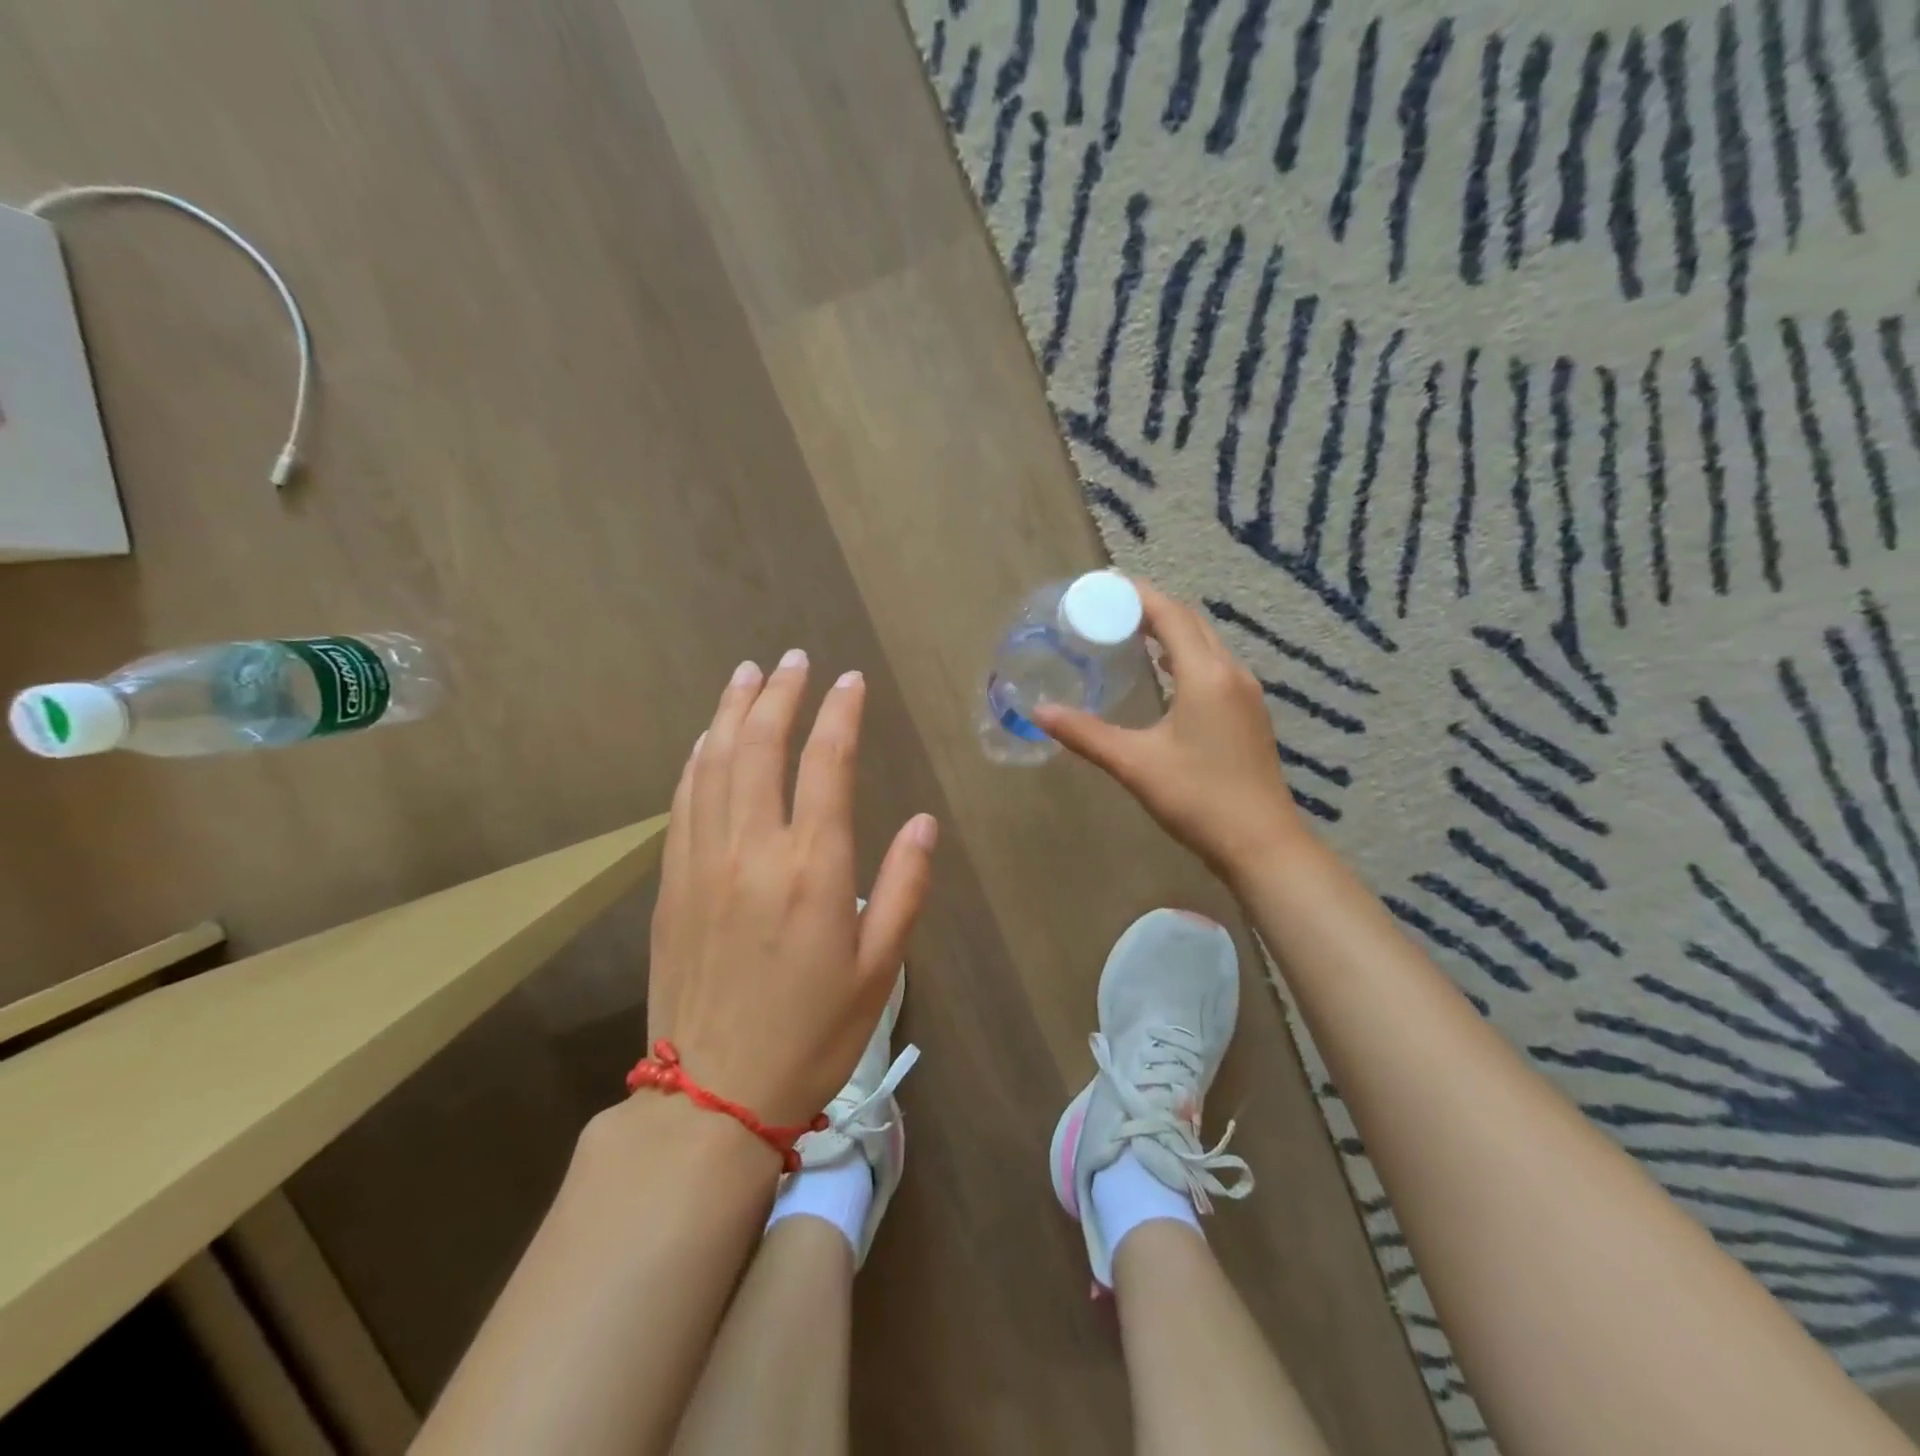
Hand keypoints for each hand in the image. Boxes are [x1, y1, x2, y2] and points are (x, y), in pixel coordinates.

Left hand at [647, 652, 937, 1130]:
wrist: (713, 1095)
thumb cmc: (812, 1034)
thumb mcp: (881, 968)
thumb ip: (903, 887)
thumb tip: (920, 823)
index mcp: (812, 869)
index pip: (826, 764)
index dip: (840, 714)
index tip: (850, 681)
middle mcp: (753, 850)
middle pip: (760, 747)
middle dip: (780, 694)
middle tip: (794, 659)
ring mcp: (703, 862)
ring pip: (714, 764)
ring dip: (732, 711)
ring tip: (748, 674)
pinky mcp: (671, 882)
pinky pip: (683, 801)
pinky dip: (697, 759)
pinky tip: (707, 738)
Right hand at [1032, 582, 1302, 882]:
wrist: (1262, 844)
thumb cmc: (1198, 798)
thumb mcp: (1135, 764)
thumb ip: (1085, 734)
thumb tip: (1039, 712)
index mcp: (1205, 675)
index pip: (1169, 615)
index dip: (1136, 595)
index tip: (1101, 586)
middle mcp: (1231, 673)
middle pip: (1190, 623)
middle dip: (1151, 608)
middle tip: (1108, 608)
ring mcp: (1246, 694)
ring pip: (1206, 644)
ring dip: (1171, 630)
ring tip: (1130, 632)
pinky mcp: (1249, 714)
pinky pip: (1215, 666)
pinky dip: (1186, 655)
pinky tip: (1166, 673)